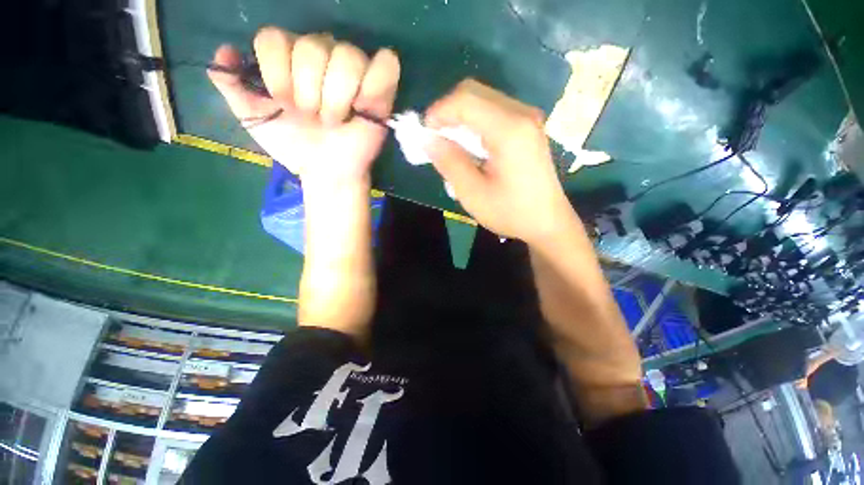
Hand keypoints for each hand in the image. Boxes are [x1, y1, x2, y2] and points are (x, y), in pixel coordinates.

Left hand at [208, 27, 400, 183]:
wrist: (326, 171)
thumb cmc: (294, 145)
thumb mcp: (253, 118)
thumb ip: (233, 86)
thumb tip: (224, 53)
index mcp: (290, 58)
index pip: (275, 38)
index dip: (277, 72)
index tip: (284, 105)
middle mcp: (322, 55)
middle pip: (313, 46)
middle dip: (309, 91)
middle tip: (314, 119)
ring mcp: (354, 70)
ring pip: (348, 55)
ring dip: (338, 97)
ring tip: (337, 120)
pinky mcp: (381, 89)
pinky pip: (385, 66)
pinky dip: (375, 86)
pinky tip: (364, 107)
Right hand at [425, 79, 572, 243]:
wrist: (547, 221)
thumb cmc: (510, 212)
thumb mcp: (472, 193)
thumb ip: (449, 162)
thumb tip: (428, 139)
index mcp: (509, 130)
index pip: (465, 100)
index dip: (438, 111)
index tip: (424, 134)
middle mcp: (521, 114)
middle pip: (474, 92)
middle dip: (448, 112)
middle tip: (435, 139)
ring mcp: (528, 118)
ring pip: (483, 100)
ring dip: (460, 118)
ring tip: (450, 145)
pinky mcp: (528, 127)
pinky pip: (493, 112)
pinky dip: (474, 123)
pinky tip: (470, 146)